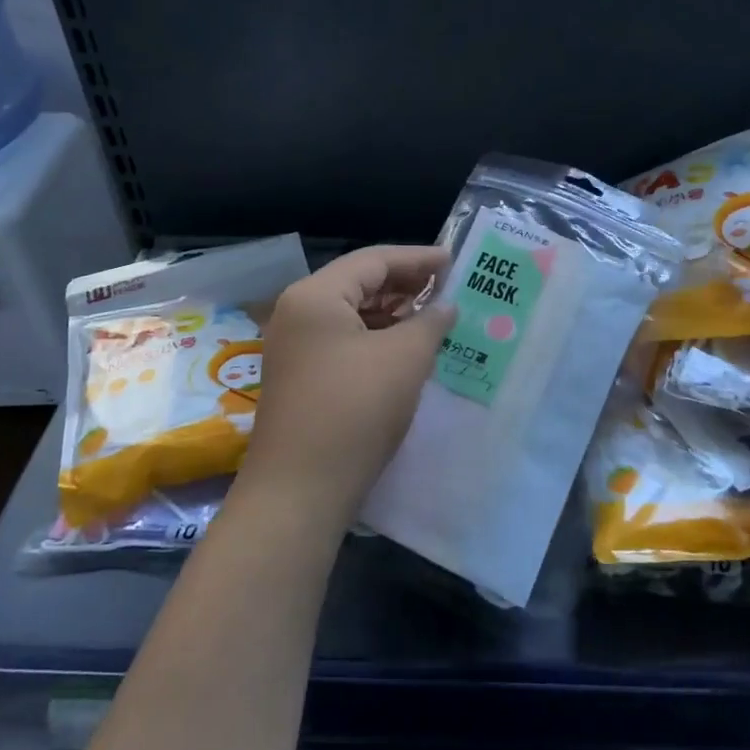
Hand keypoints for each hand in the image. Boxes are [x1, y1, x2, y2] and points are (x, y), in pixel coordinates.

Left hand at [239, 245, 454, 523]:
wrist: (299, 491)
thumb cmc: (355, 410)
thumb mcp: (404, 359)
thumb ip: (430, 322)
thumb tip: (446, 306)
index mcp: (315, 295)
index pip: (373, 260)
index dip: (418, 259)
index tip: (454, 261)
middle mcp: (298, 312)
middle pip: (359, 283)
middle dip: (405, 285)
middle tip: (448, 288)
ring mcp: (294, 346)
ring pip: (351, 314)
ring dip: (393, 313)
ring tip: (433, 317)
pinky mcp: (300, 376)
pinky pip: (343, 340)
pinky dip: (376, 338)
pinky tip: (405, 349)